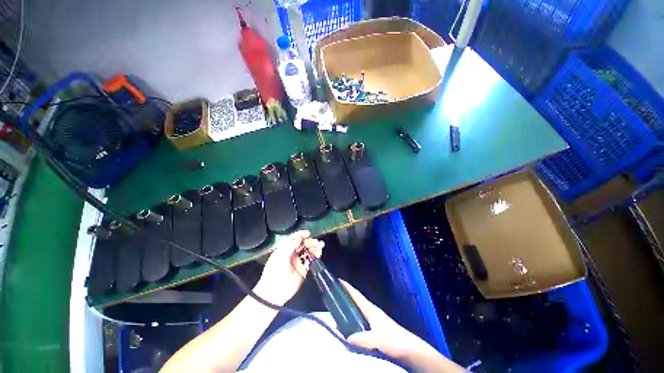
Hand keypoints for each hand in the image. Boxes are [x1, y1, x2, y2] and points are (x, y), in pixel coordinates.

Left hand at [254, 231, 323, 304]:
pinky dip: (316, 255)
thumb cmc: (275, 270)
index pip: (294, 238)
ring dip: (314, 248)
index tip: (308, 233)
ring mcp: (298, 262)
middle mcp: (292, 254)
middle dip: (309, 241)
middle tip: (315, 242)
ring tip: (319, 247)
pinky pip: (311, 260)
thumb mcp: (281, 255)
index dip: (301, 235)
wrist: (275, 292)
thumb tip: (299, 236)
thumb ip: (291, 244)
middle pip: (303, 244)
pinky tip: (318, 253)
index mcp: (284, 249)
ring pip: (308, 251)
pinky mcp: (304, 270)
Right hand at [341, 281, 463, 371]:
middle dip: (345, 297)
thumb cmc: (395, 340)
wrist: (410, 349)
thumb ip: (363, 339)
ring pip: (357, 312)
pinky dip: (352, 322)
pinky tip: (347, 329)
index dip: (348, 287)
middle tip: (333, 296)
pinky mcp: (375, 330)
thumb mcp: (379, 339)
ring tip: (336, 312)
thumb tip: (347, 338)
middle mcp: (371, 313)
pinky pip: (359, 322)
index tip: (338, 280)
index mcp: (371, 310)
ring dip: (347, 310)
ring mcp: (373, 321)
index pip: (357, 295)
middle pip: (355, 302)